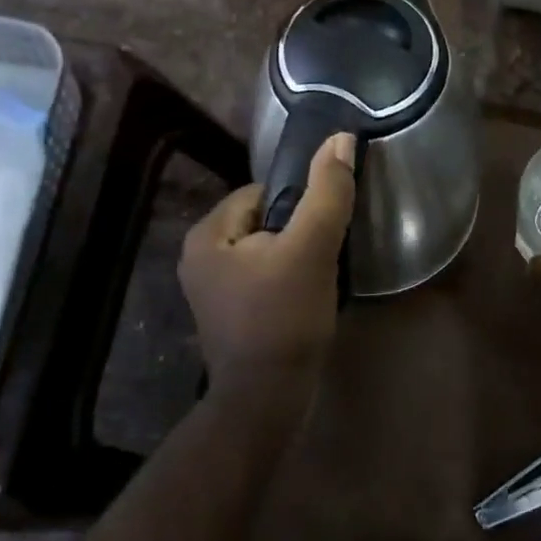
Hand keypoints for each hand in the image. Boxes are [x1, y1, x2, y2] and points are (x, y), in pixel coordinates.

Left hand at [179, 132, 357, 395]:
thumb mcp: (311, 248)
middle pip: (264, 220)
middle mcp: (199, 257)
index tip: (323, 227)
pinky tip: (307, 297)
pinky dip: (287, 278)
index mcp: (207, 234)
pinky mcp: (229, 313)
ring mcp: (212, 289)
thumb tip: (341, 138)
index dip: (298, 204)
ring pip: (267, 249)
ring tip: (320, 275)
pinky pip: (263, 276)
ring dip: (296, 255)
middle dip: (298, 231)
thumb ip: (327, 192)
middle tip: (325, 254)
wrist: (268, 402)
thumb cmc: (285, 318)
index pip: (261, 192)